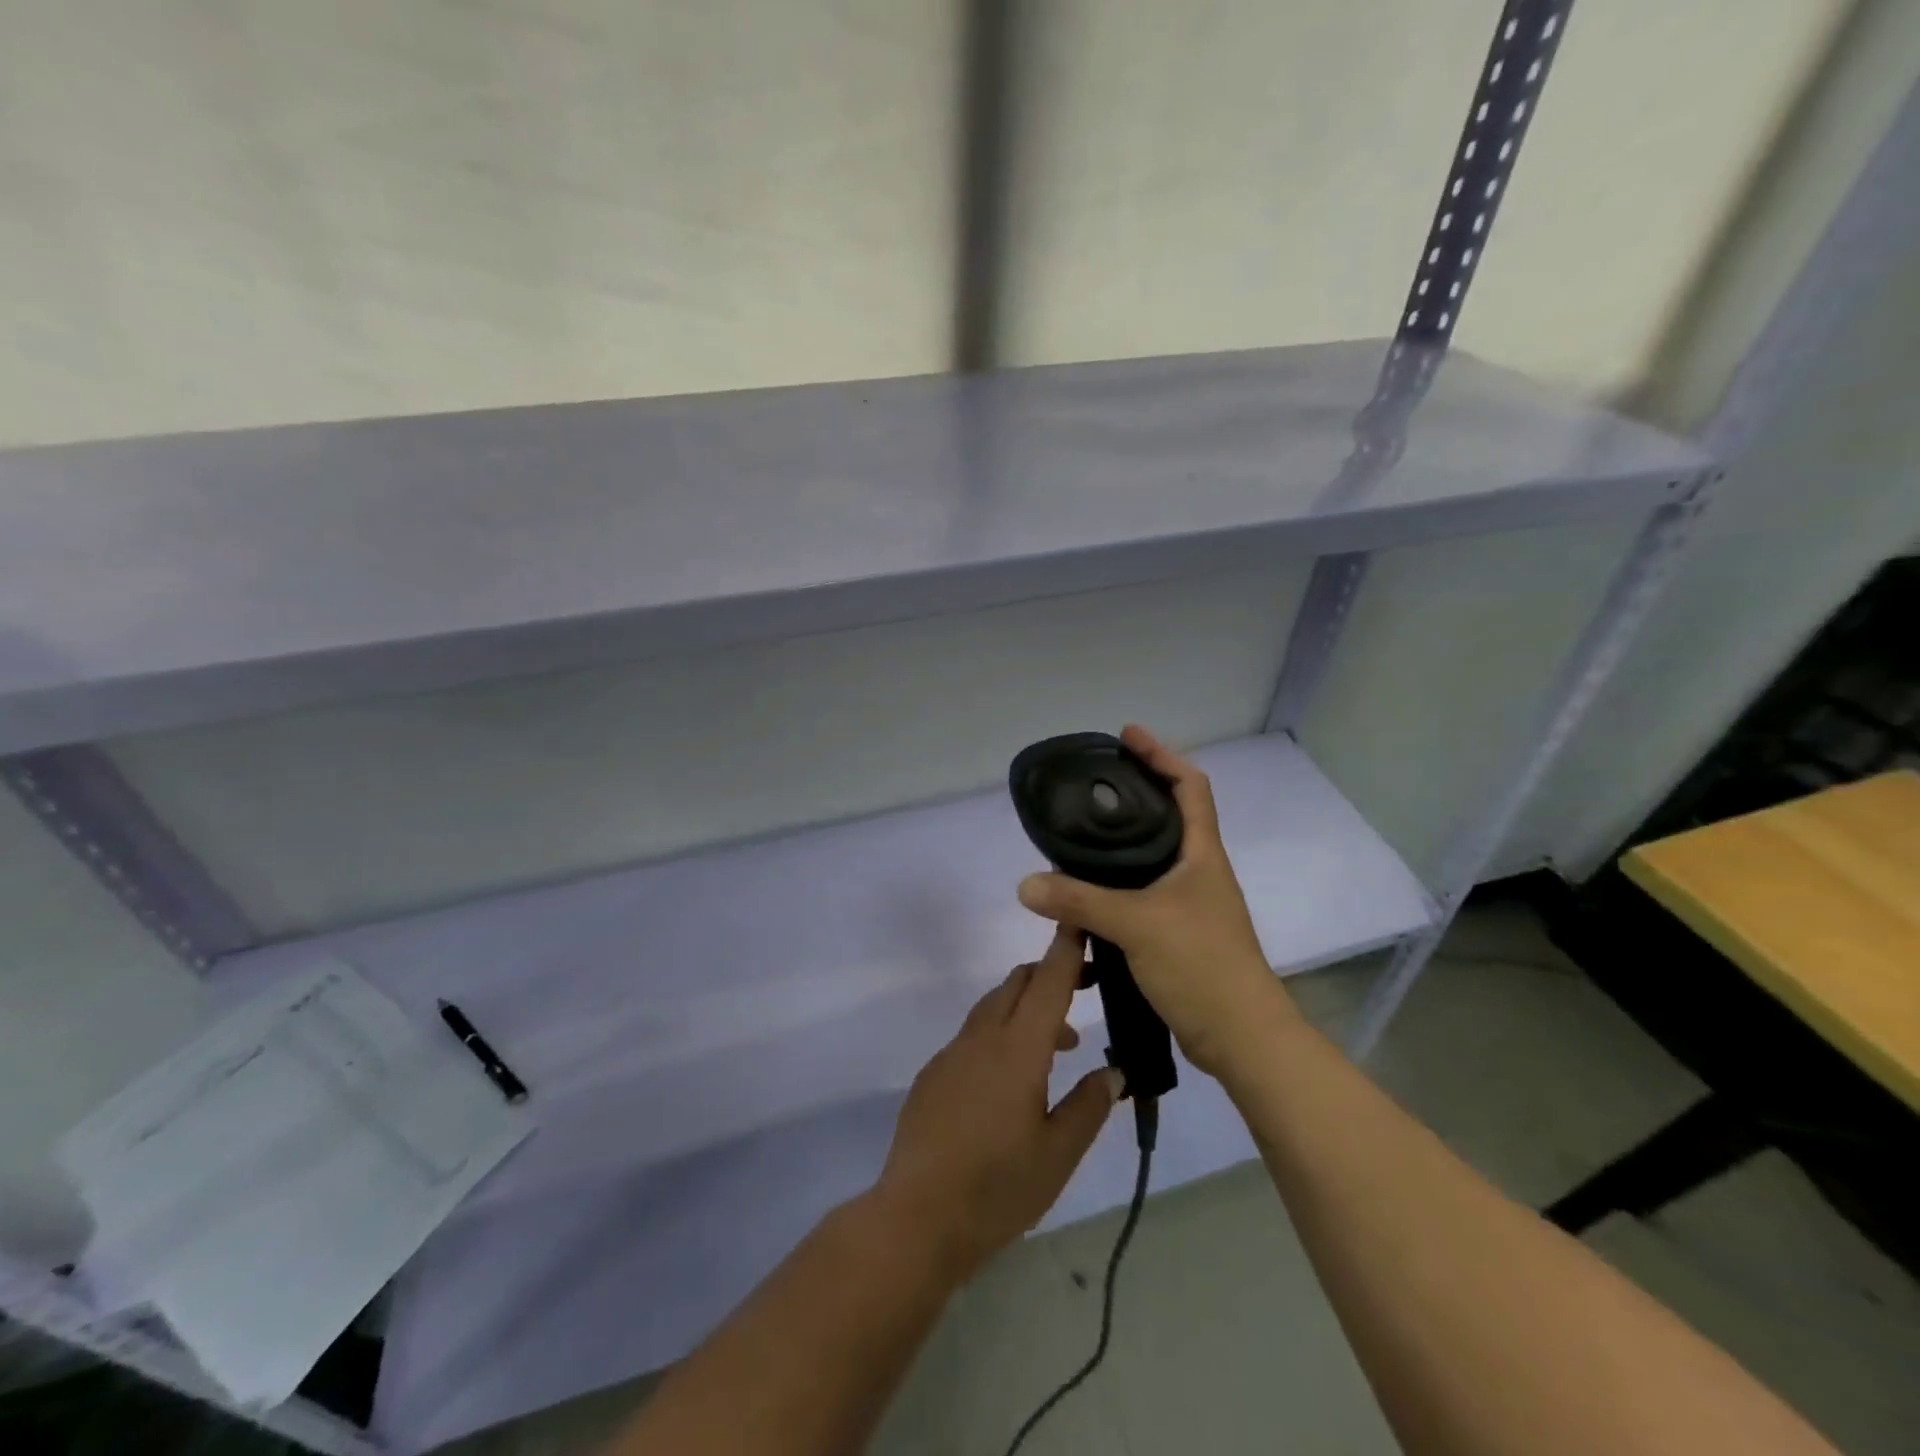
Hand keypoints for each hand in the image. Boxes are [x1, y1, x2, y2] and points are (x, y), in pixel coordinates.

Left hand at [874, 929, 1121, 1281]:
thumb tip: (1115, 1071)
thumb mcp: (1058, 1154)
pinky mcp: (934, 1073)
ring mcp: (952, 1053)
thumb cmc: (998, 1188)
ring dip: (1028, 1008)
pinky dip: (1002, 1033)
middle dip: (1051, 974)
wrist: (916, 1217)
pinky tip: (1013, 1078)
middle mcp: (982, 1037)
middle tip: (1086, 989)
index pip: (1048, 982)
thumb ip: (1089, 1106)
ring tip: (1061, 1045)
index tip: (1082, 919)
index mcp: (1018, 1049)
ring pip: (994, 1006)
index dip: (1067, 949)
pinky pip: (974, 1035)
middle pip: (1018, 984)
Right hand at [1016, 724, 1289, 1076]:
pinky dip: (1111, 895)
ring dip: (1117, 850)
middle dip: (1133, 796)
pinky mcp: (1175, 935)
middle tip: (1090, 786)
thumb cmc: (1201, 965)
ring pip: (1149, 862)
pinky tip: (1081, 905)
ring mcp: (1188, 905)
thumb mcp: (1136, 925)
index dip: (1161, 754)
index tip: (1127, 735)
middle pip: (1167, 817)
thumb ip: (1079, 901)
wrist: (1241, 1037)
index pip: (1190, 785)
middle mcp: (1197, 872)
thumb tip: (1026, 884)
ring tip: (1077, 840)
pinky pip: (1138, 900)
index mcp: (1201, 854)